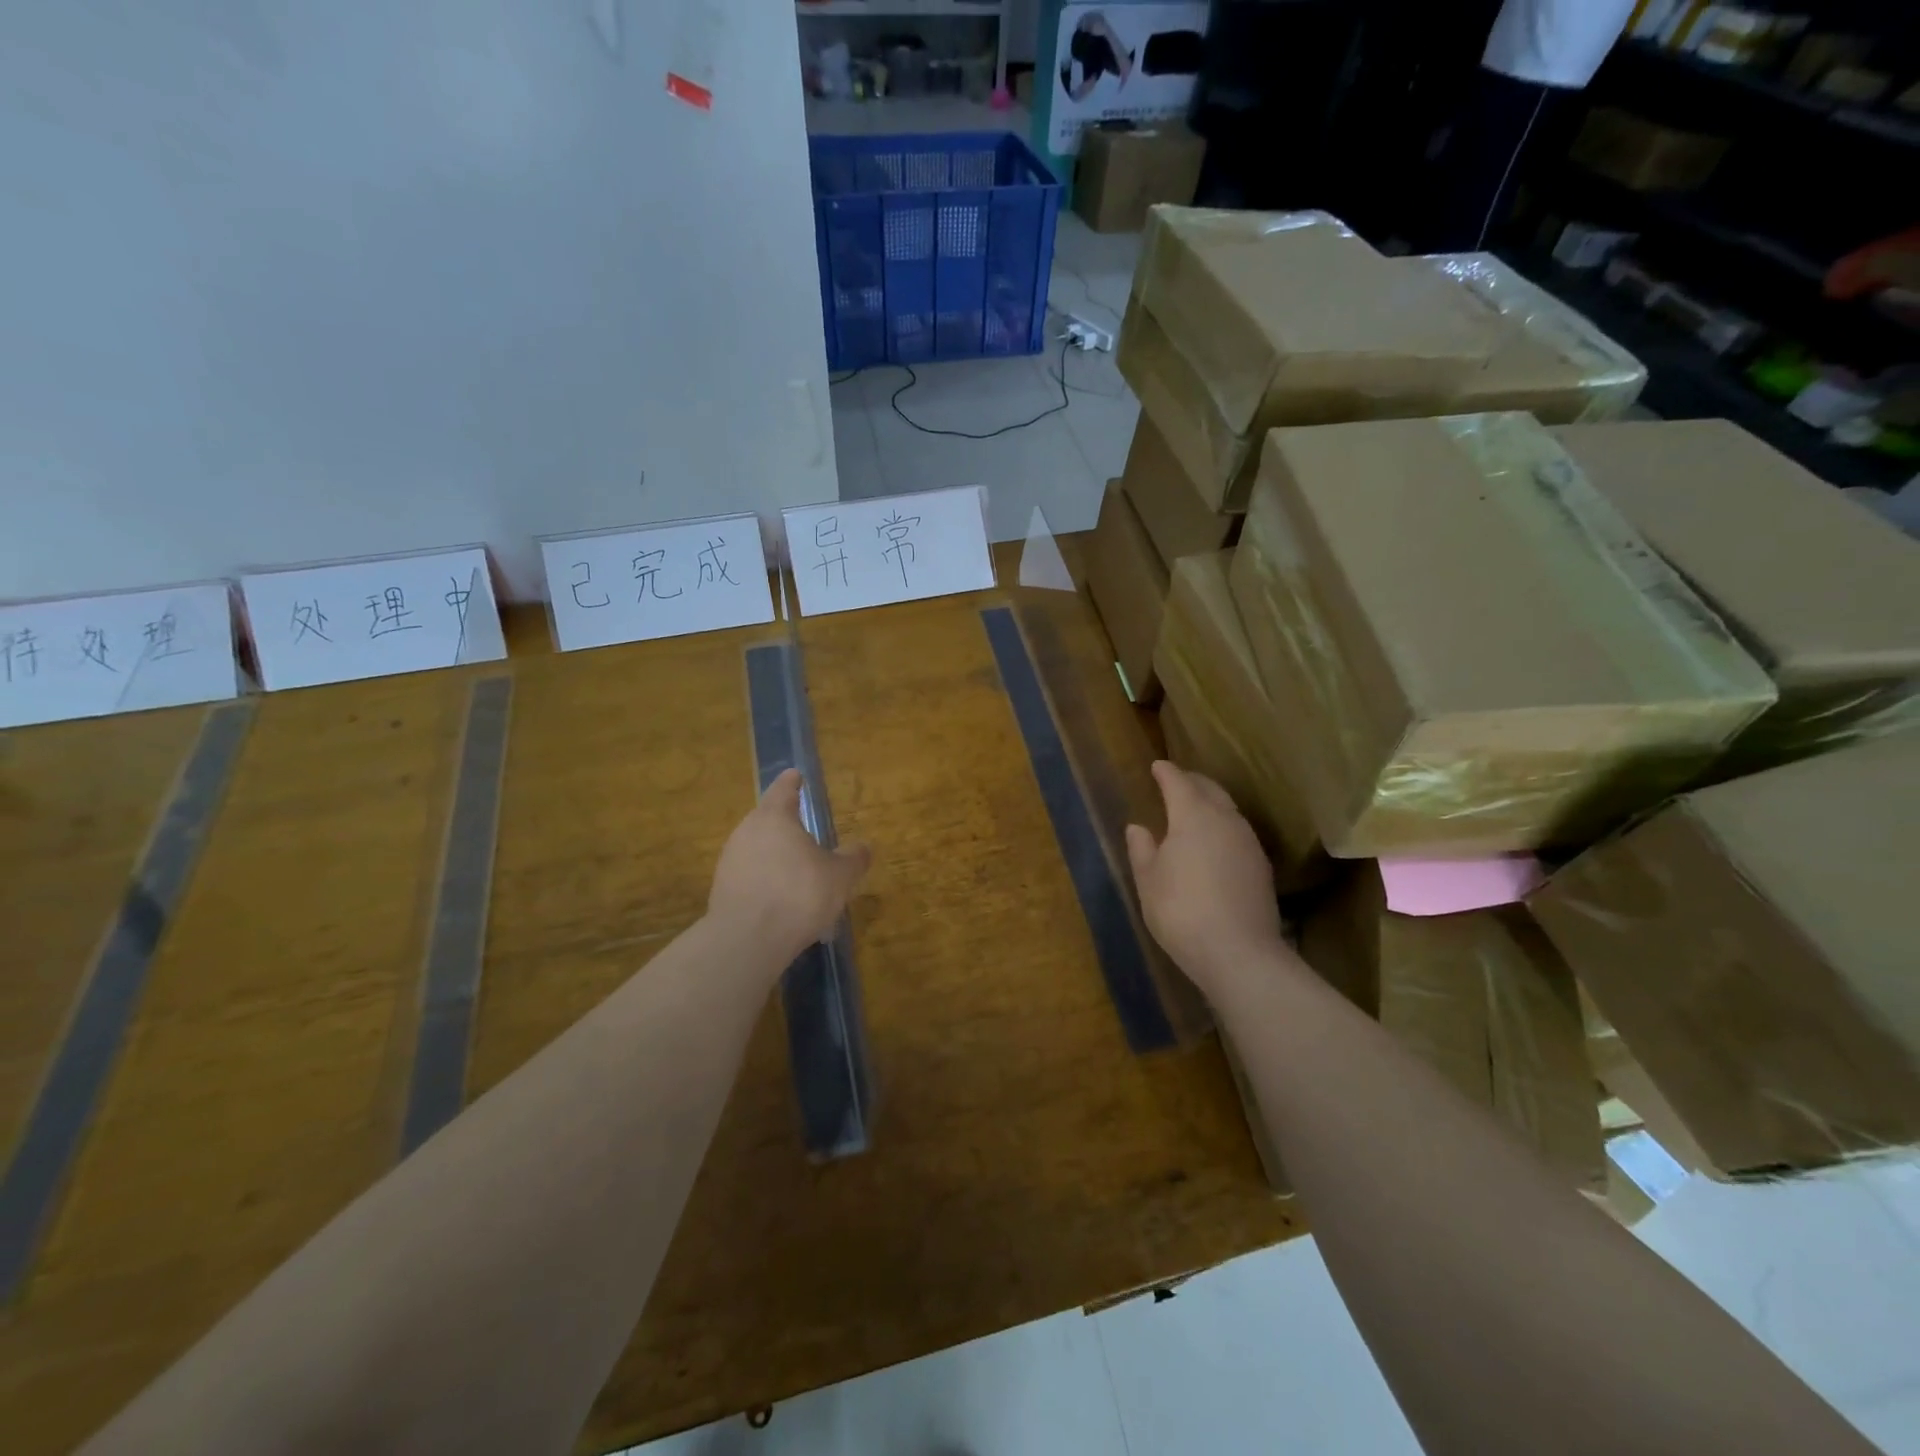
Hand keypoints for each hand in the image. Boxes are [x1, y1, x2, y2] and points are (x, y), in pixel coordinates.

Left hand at [709, 769, 871, 965]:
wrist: (747, 940)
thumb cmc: (799, 894)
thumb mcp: (839, 877)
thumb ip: (853, 859)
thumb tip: (865, 847)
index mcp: (775, 817)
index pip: (784, 790)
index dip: (792, 782)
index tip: (795, 775)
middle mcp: (747, 831)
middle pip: (767, 818)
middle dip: (785, 823)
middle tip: (804, 829)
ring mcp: (730, 860)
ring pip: (756, 847)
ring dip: (774, 854)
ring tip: (795, 869)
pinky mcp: (721, 888)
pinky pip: (749, 874)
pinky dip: (764, 878)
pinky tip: (780, 897)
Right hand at [1125, 761, 1281, 996]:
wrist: (1239, 953)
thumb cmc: (1181, 910)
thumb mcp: (1148, 880)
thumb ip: (1142, 849)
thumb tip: (1138, 827)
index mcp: (1193, 815)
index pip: (1178, 782)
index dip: (1166, 772)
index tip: (1157, 766)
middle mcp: (1225, 819)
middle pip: (1209, 789)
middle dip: (1191, 781)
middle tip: (1175, 781)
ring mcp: (1248, 842)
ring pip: (1228, 809)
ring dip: (1210, 802)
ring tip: (1194, 809)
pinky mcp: (1261, 866)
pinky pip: (1237, 831)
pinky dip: (1222, 825)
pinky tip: (1214, 841)